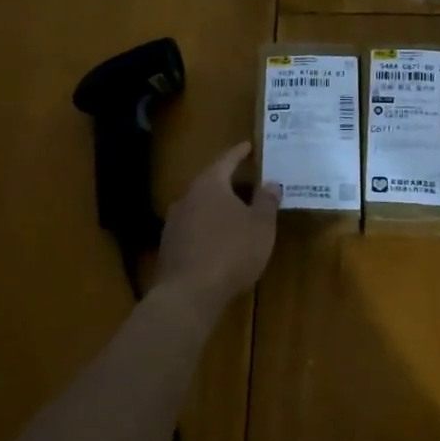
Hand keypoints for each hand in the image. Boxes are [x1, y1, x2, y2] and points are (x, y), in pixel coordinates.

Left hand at [154, 143, 279, 323]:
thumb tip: (270, 183)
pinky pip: (194, 228)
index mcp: (209, 184)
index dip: (239, 153)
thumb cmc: (231, 252)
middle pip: (211, 182)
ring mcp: (174, 222)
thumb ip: (266, 201)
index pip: (226, 160)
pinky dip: (208, 227)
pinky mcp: (169, 247)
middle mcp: (187, 197)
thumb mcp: (261, 226)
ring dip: (218, 207)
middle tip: (249, 182)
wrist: (188, 294)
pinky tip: (220, 240)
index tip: (249, 146)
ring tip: (237, 213)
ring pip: (200, 206)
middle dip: (230, 182)